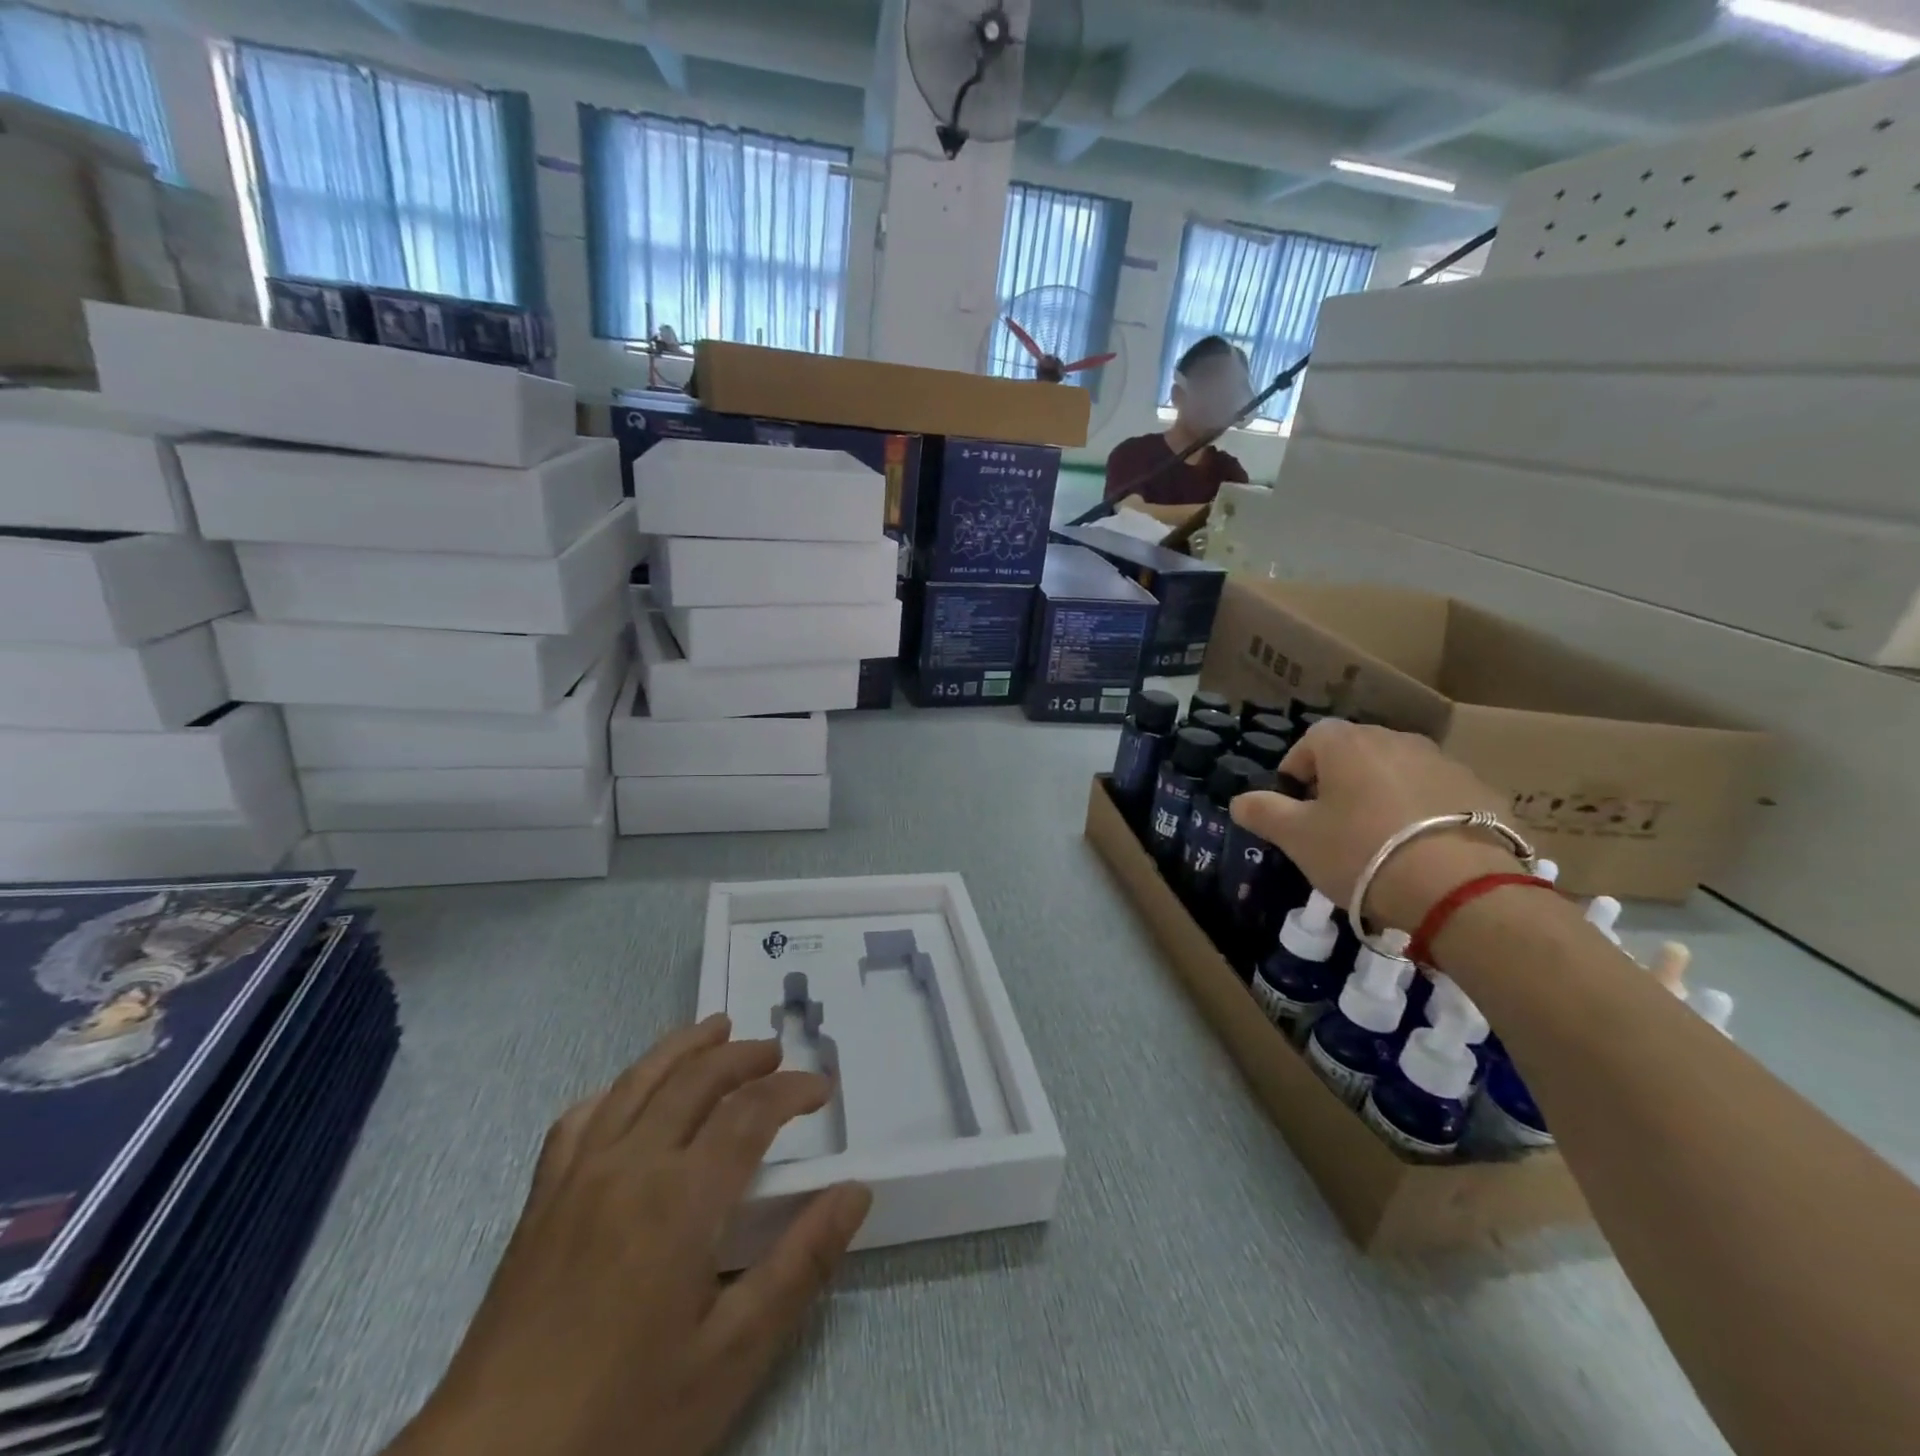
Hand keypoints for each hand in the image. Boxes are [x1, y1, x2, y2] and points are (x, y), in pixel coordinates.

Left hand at [388, 1015, 871, 1455]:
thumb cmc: (623, 1419)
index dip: (792, 1089)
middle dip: (744, 1056)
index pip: (750, 1111)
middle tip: (777, 1053)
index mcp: (682, 1199)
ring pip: (639, 1080)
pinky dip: (618, 1088)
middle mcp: (631, 1165)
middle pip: (696, 1078)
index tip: (822, 1089)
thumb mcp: (732, 1356)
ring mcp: (579, 1176)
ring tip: (716, 1030)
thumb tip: (855, 1192)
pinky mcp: (541, 1200)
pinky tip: (630, 1092)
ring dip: (684, 1047)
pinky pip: (581, 1118)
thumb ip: (801, 1264)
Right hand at [1231, 721, 1520, 931]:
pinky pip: (1438, 794)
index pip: (1310, 739)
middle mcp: (1397, 740)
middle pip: (1356, 753)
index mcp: (1348, 743)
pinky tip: (1422, 850)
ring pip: (1398, 772)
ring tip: (1380, 840)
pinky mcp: (1482, 792)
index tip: (1295, 805)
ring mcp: (1444, 762)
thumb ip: (1263, 812)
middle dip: (1339, 781)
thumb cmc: (1361, 852)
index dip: (1296, 770)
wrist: (1459, 887)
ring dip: (1383, 795)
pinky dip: (1424, 812)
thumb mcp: (1297, 838)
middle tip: (1333, 824)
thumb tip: (1239, 800)